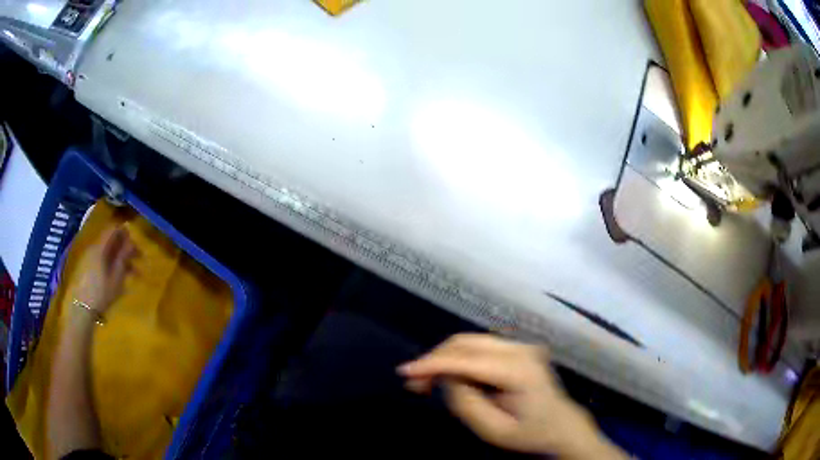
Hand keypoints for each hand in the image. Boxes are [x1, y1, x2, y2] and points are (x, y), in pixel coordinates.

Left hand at [70, 226, 139, 314]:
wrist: (82, 309)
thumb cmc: (101, 294)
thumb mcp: (116, 278)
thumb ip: (123, 258)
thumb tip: (131, 243)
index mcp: (100, 247)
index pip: (113, 229)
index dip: (125, 232)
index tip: (136, 243)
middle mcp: (93, 247)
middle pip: (110, 240)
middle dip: (124, 247)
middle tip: (137, 259)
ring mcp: (89, 257)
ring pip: (106, 250)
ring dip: (119, 257)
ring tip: (130, 273)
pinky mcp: (86, 267)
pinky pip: (101, 258)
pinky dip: (111, 263)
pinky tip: (117, 277)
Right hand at [398, 334, 625, 458]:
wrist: (561, 426)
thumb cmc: (530, 433)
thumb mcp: (494, 431)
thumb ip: (466, 403)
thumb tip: (447, 377)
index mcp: (519, 371)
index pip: (467, 360)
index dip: (433, 363)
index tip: (404, 372)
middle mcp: (520, 349)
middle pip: (465, 343)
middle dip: (435, 360)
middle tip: (414, 384)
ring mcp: (520, 346)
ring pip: (469, 343)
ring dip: (445, 359)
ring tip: (427, 383)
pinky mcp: (517, 349)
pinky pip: (478, 348)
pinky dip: (459, 359)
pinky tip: (449, 377)